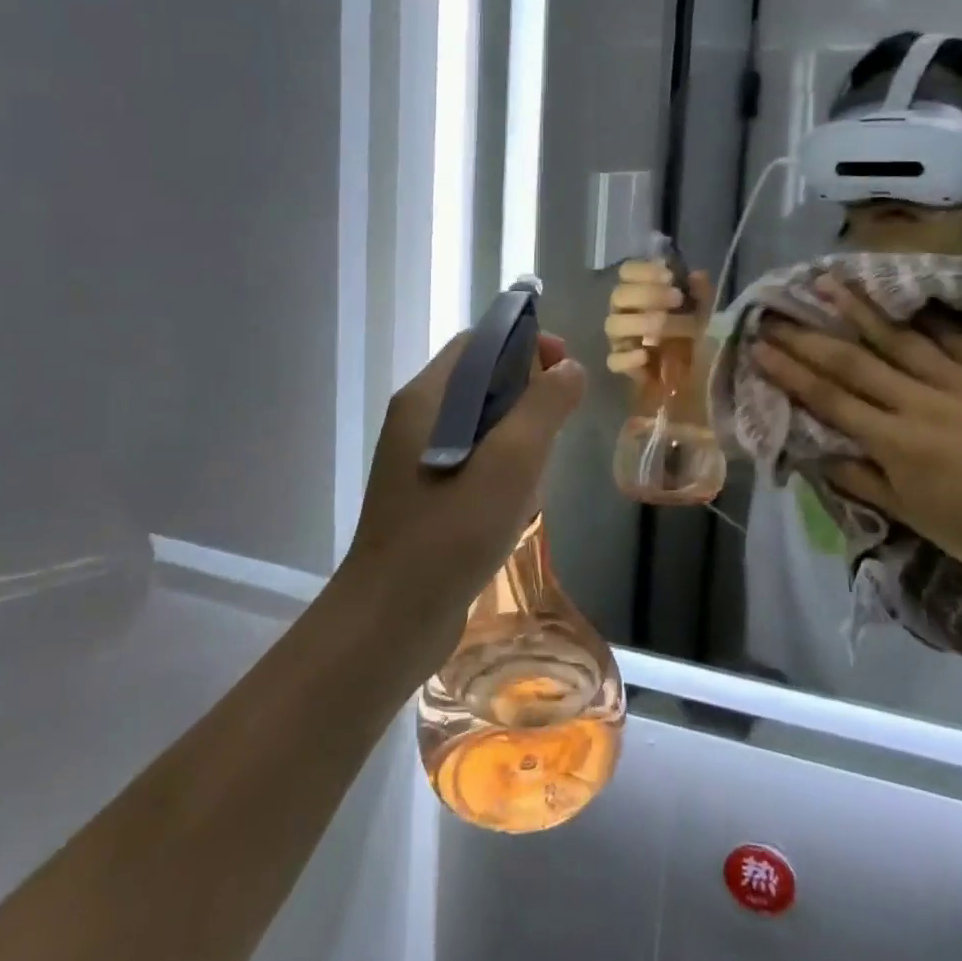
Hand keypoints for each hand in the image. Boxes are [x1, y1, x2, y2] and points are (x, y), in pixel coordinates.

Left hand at [342, 332, 585, 665]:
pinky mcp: (424, 491)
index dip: (525, 344)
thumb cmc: (452, 531)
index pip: (479, 342)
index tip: (563, 370)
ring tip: (542, 466)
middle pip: (480, 378)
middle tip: (560, 422)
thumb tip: (569, 367)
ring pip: (480, 420)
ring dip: (518, 431)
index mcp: (426, 398)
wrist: (392, 618)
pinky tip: (519, 498)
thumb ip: (543, 406)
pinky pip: (472, 456)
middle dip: (526, 391)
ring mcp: (416, 457)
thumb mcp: (511, 462)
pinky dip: (502, 462)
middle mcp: (416, 418)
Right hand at [605, 260, 711, 377]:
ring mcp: (622, 340)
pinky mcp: (624, 367)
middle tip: (677, 299)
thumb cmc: (700, 335)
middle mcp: (626, 312)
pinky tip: (646, 355)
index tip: (669, 277)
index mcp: (641, 292)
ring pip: (613, 325)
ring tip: (664, 328)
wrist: (703, 375)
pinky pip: (614, 360)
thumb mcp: (707, 311)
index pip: (628, 271)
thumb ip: (702, 293)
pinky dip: (628, 358)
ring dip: (641, 322)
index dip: (644, 270)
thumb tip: (695, 276)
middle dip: (648, 294)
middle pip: (619, 295)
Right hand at [749, 278, 961, 602]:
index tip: (760, 347)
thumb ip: (866, 481)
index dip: (790, 372)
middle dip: (809, 337)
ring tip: (831, 282)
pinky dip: (934, 317)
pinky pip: (961, 340)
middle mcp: (922, 404)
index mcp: (897, 443)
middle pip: (854, 362)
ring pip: (902, 339)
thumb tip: (820, 455)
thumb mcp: (917, 518)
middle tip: (777, 312)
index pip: (830, 399)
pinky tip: (910, 296)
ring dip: (861, 309)